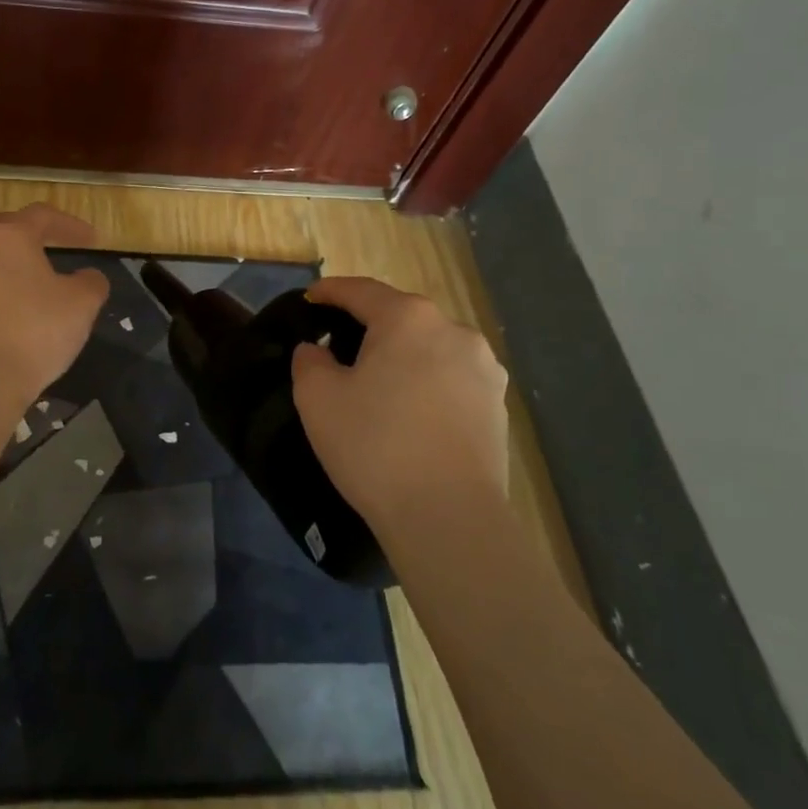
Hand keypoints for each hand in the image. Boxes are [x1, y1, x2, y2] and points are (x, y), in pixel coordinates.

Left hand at [0, 204, 109, 413]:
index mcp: (10, 238)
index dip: (70, 225)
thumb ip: (91, 283)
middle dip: (25, 230)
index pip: (42, 216)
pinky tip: (9, 308)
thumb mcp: (82, 306)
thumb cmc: (34, 333)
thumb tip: (88, 277)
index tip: (92, 240)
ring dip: (5, 260)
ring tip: (29, 280)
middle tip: (47, 243)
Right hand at [291, 276, 509, 530]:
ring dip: (402, 354)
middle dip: (369, 324)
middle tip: (339, 344)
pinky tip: (411, 410)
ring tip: (378, 380)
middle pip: (401, 316)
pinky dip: (427, 382)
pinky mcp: (498, 405)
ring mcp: (484, 369)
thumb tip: (317, 351)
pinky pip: (452, 379)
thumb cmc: (375, 446)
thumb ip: (309, 362)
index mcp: (408, 319)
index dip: (330, 291)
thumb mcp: (318, 399)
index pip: (361, 291)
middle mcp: (454, 331)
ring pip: (430, 347)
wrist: (449, 517)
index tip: (310, 298)